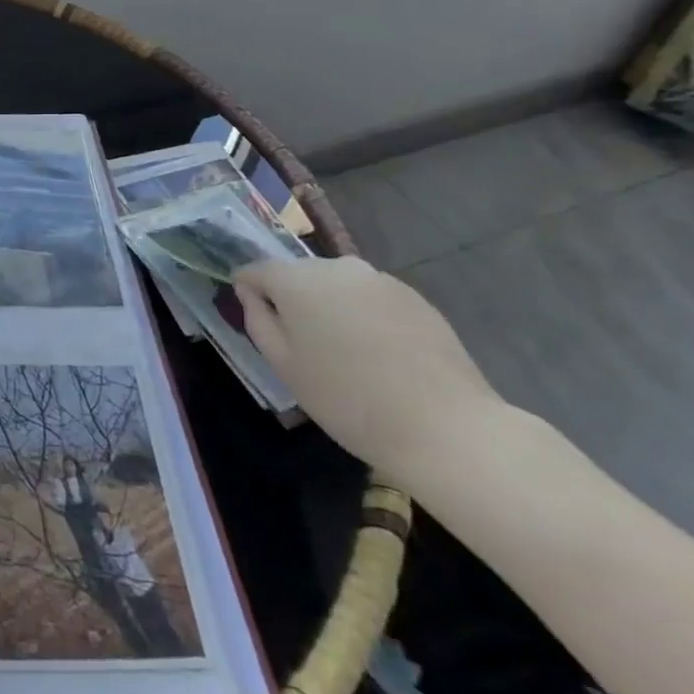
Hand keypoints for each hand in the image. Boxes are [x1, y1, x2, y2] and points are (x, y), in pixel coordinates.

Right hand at [232, 256, 504, 483]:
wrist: (444, 426)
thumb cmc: (346, 399)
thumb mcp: (284, 365)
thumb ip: (257, 320)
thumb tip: (252, 294)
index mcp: (297, 280)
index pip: (256, 269)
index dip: (249, 291)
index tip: (256, 320)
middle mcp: (336, 267)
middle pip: (298, 274)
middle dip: (292, 300)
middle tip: (302, 346)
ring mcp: (379, 279)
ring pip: (336, 285)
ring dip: (330, 307)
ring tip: (344, 353)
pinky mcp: (414, 296)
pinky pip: (370, 297)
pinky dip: (363, 315)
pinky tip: (379, 355)